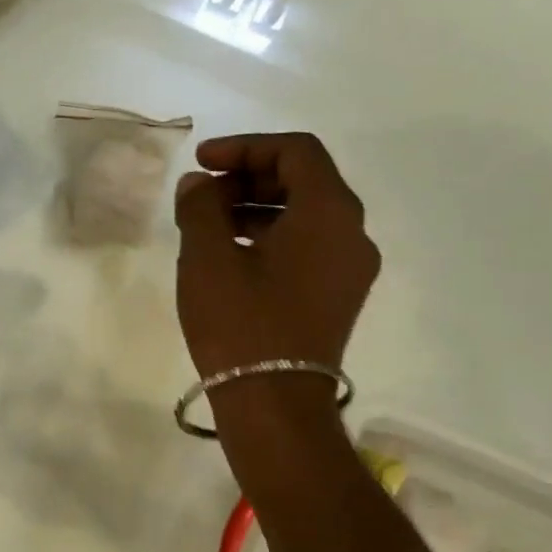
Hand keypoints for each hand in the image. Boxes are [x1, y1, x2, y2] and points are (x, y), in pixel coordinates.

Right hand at [172, 133, 379, 377]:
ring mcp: (349, 269)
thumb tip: (199, 184)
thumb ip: (201, 206)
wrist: (274, 405)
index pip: (295, 152)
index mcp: (329, 212)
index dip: (244, 147)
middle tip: (202, 193)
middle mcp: (352, 233)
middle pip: (304, 180)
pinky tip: (230, 256)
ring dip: (256, 207)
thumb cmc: (241, 323)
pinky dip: (270, 237)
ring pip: (305, 215)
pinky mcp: (337, 297)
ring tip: (208, 225)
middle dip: (249, 177)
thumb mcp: (207, 257)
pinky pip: (307, 247)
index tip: (201, 162)